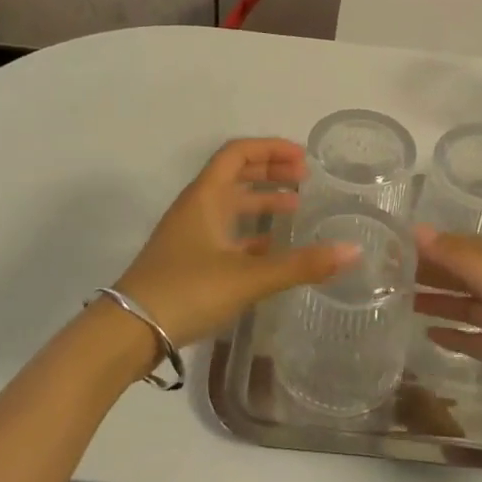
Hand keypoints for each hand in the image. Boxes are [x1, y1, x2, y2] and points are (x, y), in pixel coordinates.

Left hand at [115, 139, 355, 348]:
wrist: (128, 332)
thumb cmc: (187, 291)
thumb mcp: (248, 277)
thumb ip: (301, 264)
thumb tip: (353, 251)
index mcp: (205, 197)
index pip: (237, 153)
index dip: (270, 149)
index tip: (303, 157)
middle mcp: (196, 207)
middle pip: (234, 175)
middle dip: (269, 171)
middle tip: (305, 177)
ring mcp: (189, 234)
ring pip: (229, 205)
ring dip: (261, 201)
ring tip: (295, 207)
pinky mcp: (187, 260)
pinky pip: (224, 234)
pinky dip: (250, 233)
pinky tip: (271, 249)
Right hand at [412, 229, 481, 441]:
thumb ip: (464, 262)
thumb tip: (416, 230)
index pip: (464, 247)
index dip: (431, 246)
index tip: (393, 246)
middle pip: (463, 275)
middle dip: (430, 273)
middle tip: (386, 274)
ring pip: (468, 306)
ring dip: (438, 302)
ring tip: (398, 301)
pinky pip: (479, 339)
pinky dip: (456, 335)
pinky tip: (429, 335)